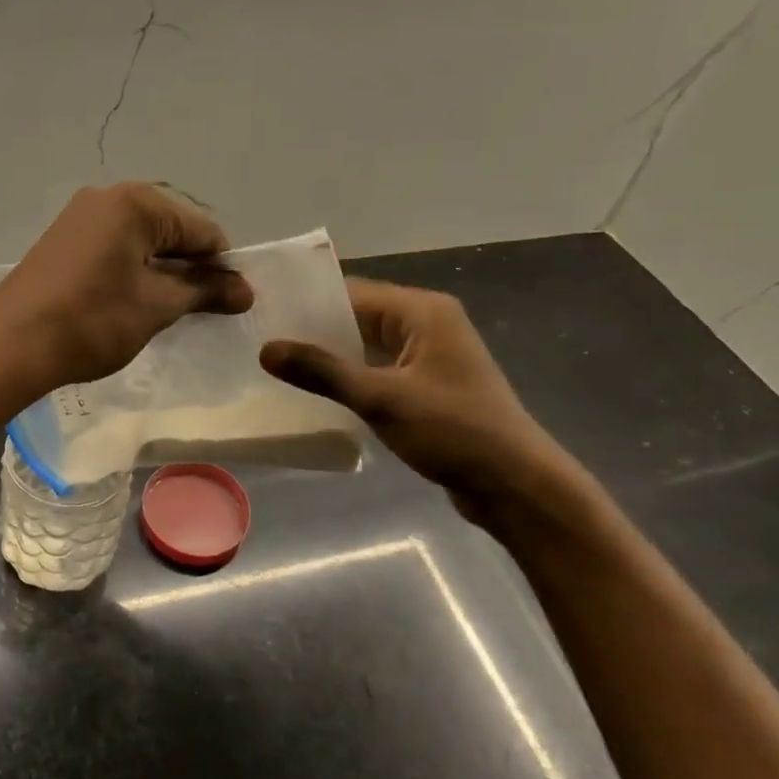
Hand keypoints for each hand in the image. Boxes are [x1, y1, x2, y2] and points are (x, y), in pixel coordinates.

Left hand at [0, 184, 253, 396]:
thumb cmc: (92, 321)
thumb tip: (246, 290)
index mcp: (136, 202)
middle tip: (200, 310)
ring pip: (143, 239)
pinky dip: (135, 270)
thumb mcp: (156, 306)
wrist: (9, 346)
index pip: (202, 228)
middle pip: (172, 228)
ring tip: (169, 310)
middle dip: (192, 266)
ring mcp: (81, 216)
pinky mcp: (64, 240)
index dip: (222, 266)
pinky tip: (135, 301)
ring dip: (164, 270)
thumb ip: (204, 291)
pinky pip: (116, 246)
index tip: (230, 303)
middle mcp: (108, 197)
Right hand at [260, 279, 586, 525]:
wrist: (515, 485)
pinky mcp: (428, 386)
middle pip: (359, 316)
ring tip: (280, 368)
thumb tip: (266, 349)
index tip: (264, 317)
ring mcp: (429, 356)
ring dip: (331, 357)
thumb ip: (322, 372)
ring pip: (367, 346)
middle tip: (263, 344)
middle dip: (315, 332)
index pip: (353, 292)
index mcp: (422, 312)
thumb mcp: (382, 399)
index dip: (308, 303)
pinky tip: (318, 394)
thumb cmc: (453, 432)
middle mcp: (427, 324)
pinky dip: (351, 378)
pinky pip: (379, 370)